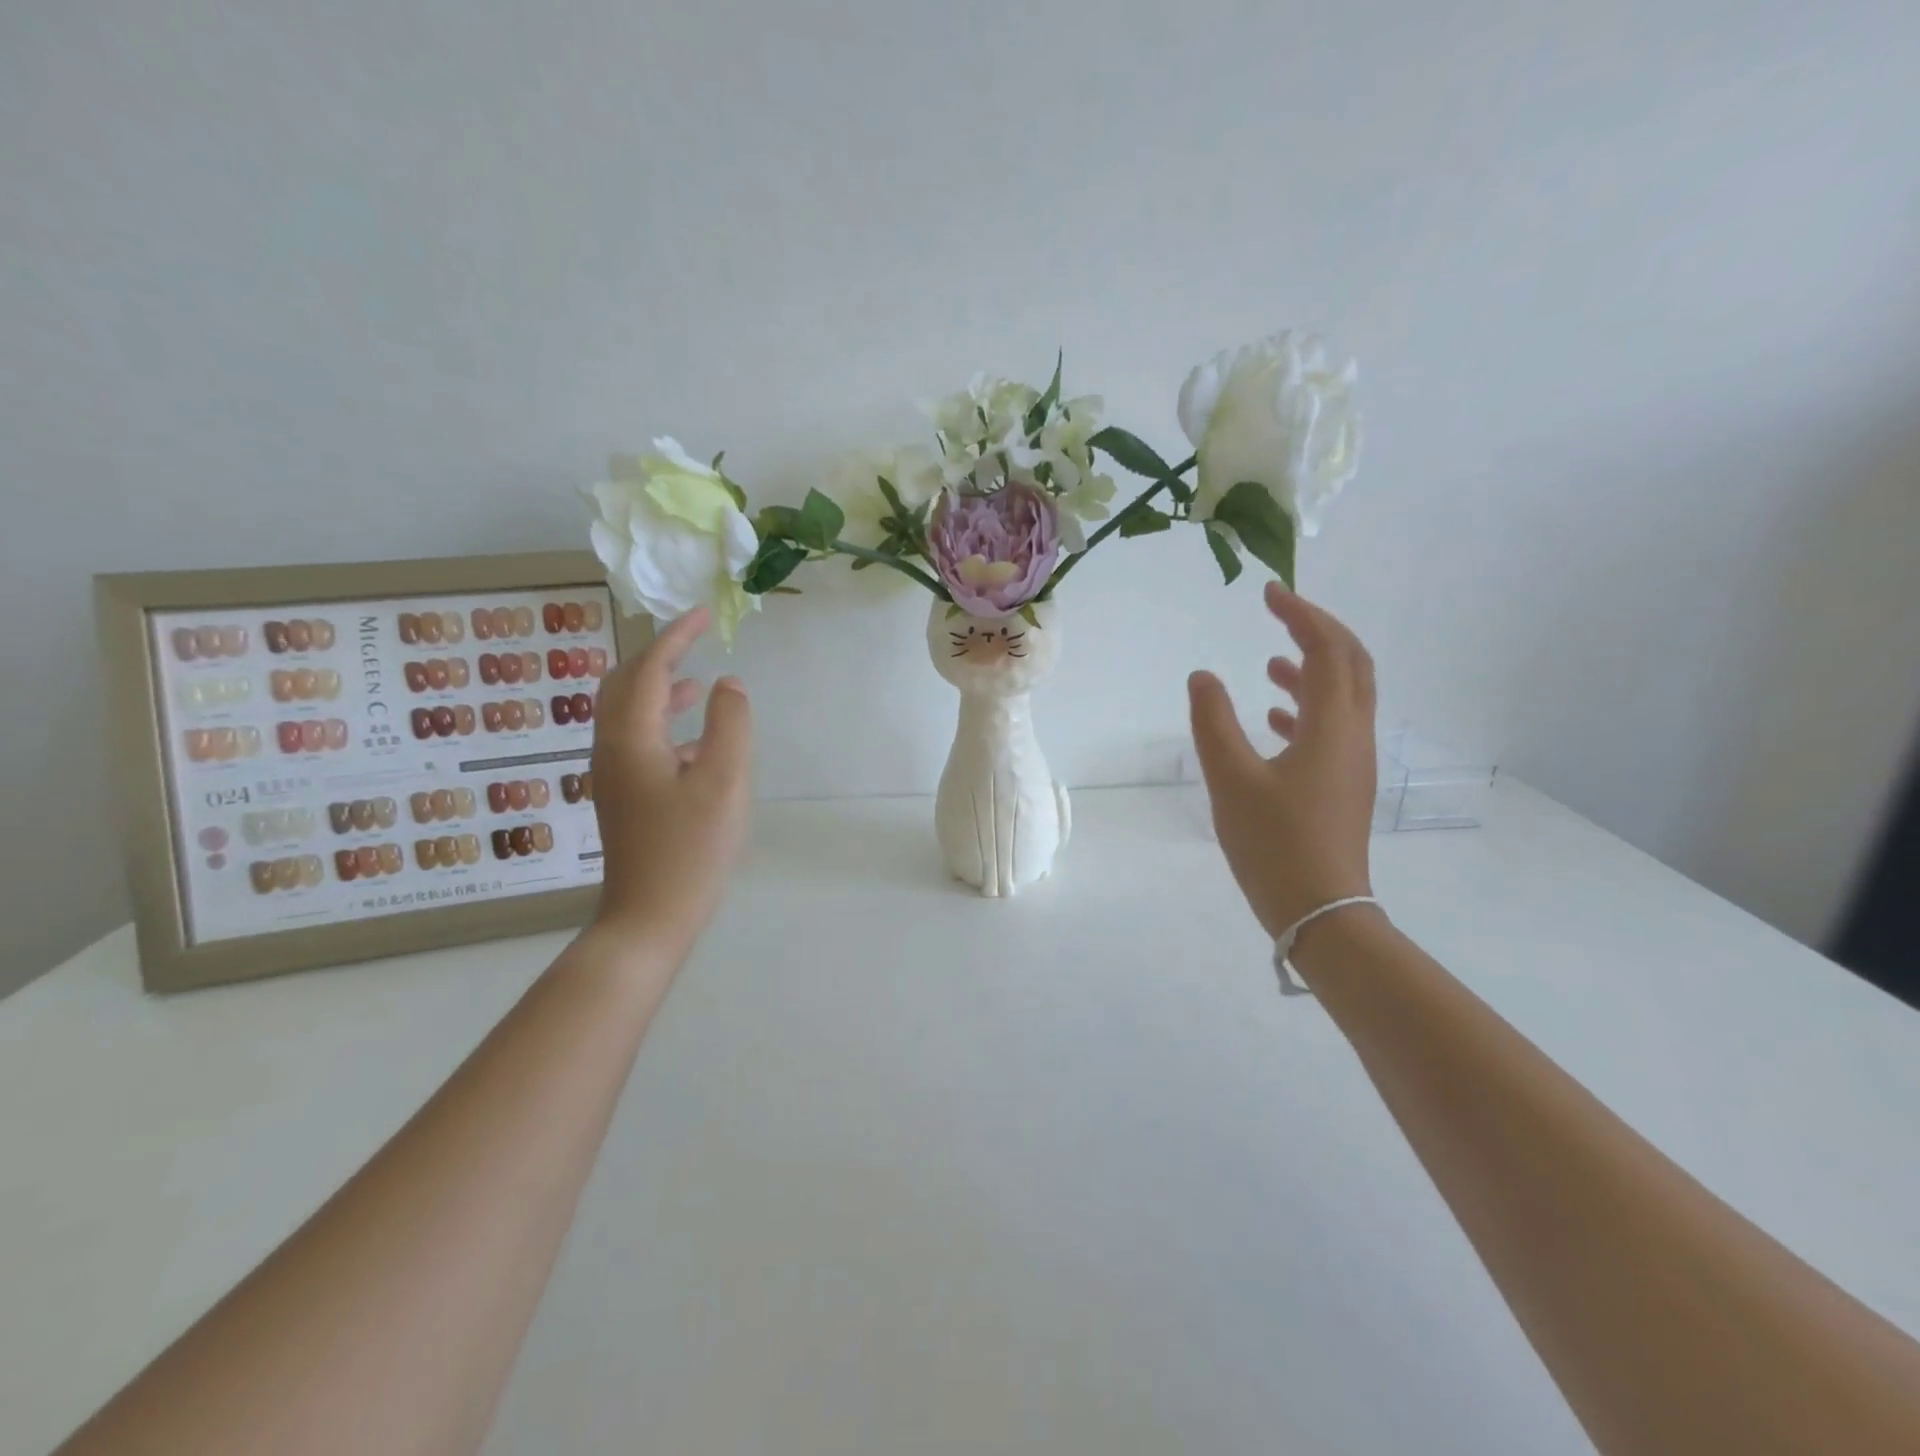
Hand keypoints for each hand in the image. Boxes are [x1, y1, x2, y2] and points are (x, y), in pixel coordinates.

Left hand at [589, 607, 751, 957]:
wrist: (649, 917)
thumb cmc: (690, 849)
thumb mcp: (724, 781)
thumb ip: (730, 724)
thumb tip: (728, 684)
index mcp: (631, 737)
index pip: (650, 669)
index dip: (676, 637)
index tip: (703, 615)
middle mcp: (611, 748)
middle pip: (625, 684)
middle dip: (658, 656)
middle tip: (693, 641)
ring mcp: (613, 774)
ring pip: (628, 713)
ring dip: (660, 690)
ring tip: (699, 684)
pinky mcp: (623, 796)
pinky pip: (636, 740)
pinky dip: (663, 723)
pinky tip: (696, 742)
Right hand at [1188, 583, 1377, 938]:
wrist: (1320, 911)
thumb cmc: (1274, 843)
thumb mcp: (1231, 779)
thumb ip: (1213, 722)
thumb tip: (1203, 676)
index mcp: (1332, 726)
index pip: (1327, 650)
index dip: (1302, 615)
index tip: (1270, 593)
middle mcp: (1353, 735)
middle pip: (1352, 665)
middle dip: (1319, 631)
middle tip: (1281, 614)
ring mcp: (1352, 762)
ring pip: (1344, 697)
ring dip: (1313, 670)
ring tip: (1271, 663)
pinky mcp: (1343, 785)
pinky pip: (1332, 728)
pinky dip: (1307, 708)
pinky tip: (1275, 717)